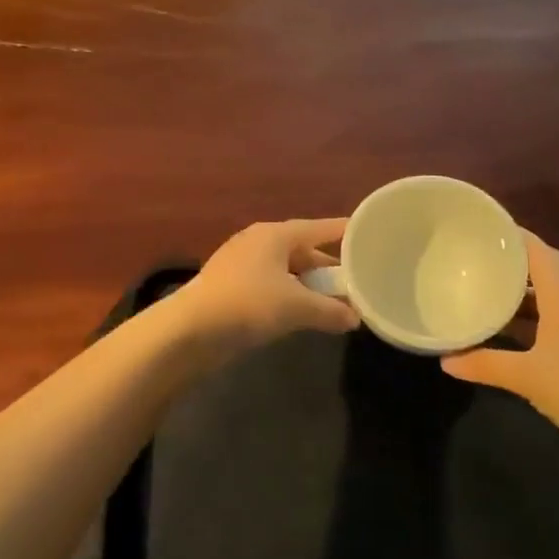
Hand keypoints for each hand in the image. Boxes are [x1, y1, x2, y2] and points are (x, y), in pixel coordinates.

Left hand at [174, 218, 359, 349]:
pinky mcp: (229, 287)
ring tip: (333, 303)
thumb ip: (331, 311)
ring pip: (286, 270)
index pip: (319, 227)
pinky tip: (300, 314)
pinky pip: (270, 285)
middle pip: (303, 250)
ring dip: (308, 286)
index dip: (345, 232)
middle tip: (355, 283)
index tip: (369, 234)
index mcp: (275, 234)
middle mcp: (258, 242)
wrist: (189, 330)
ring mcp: (240, 264)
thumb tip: (355, 319)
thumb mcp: (297, 308)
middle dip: (328, 268)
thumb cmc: (248, 305)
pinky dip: (289, 296)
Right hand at [442, 234, 558, 459]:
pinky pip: (544, 326)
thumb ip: (486, 365)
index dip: (516, 235)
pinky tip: (500, 333)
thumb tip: (445, 360)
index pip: (539, 253)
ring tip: (480, 288)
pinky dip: (522, 323)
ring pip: (543, 301)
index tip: (485, 225)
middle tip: (478, 256)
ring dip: (516, 294)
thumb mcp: (528, 376)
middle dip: (513, 262)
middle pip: (542, 271)